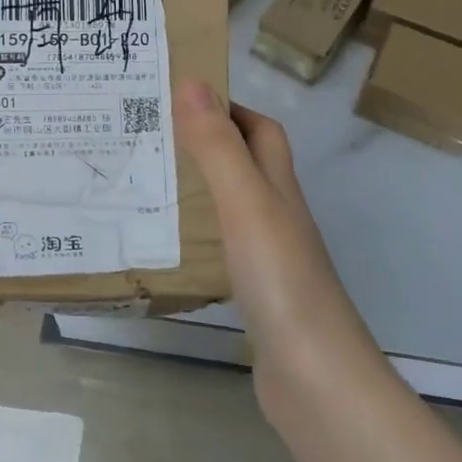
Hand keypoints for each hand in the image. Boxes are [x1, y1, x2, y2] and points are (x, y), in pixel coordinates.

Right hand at [173, 81, 378, 409]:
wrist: (314, 378)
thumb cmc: (281, 280)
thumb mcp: (245, 203)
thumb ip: (218, 147)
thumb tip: (194, 82)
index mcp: (279, 188)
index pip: (261, 131)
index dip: (229, 109)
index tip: (180, 99)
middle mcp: (278, 217)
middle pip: (248, 166)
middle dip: (207, 145)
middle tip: (150, 139)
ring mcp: (270, 259)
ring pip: (233, 208)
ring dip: (199, 190)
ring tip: (147, 185)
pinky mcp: (256, 296)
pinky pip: (223, 250)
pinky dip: (198, 237)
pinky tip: (169, 247)